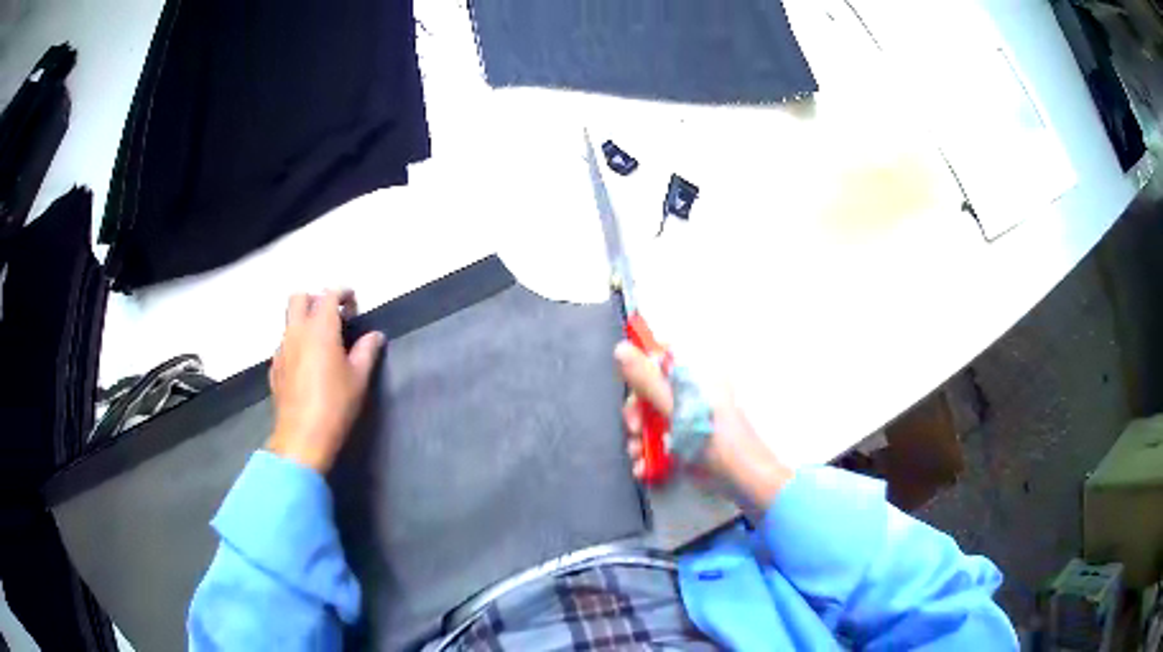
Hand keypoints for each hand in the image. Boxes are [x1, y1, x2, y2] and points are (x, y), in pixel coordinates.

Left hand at [267, 290, 384, 472]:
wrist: (302, 437)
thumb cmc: (335, 405)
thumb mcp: (359, 378)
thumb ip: (367, 351)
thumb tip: (374, 336)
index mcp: (320, 328)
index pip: (328, 295)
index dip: (342, 294)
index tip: (353, 303)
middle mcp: (296, 332)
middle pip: (299, 298)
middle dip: (315, 299)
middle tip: (332, 316)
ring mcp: (282, 349)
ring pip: (289, 321)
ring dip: (304, 321)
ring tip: (321, 343)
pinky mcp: (274, 368)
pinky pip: (284, 344)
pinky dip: (296, 344)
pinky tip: (308, 365)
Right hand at [615, 342, 791, 509]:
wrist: (740, 477)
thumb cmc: (714, 438)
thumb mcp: (676, 407)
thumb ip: (647, 380)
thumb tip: (621, 348)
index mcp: (693, 374)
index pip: (661, 355)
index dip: (641, 366)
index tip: (630, 386)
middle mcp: (689, 391)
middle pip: (649, 389)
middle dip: (636, 413)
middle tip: (635, 430)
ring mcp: (686, 415)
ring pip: (650, 416)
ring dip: (638, 437)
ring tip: (637, 455)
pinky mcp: (683, 438)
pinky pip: (658, 438)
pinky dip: (647, 451)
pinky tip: (643, 466)